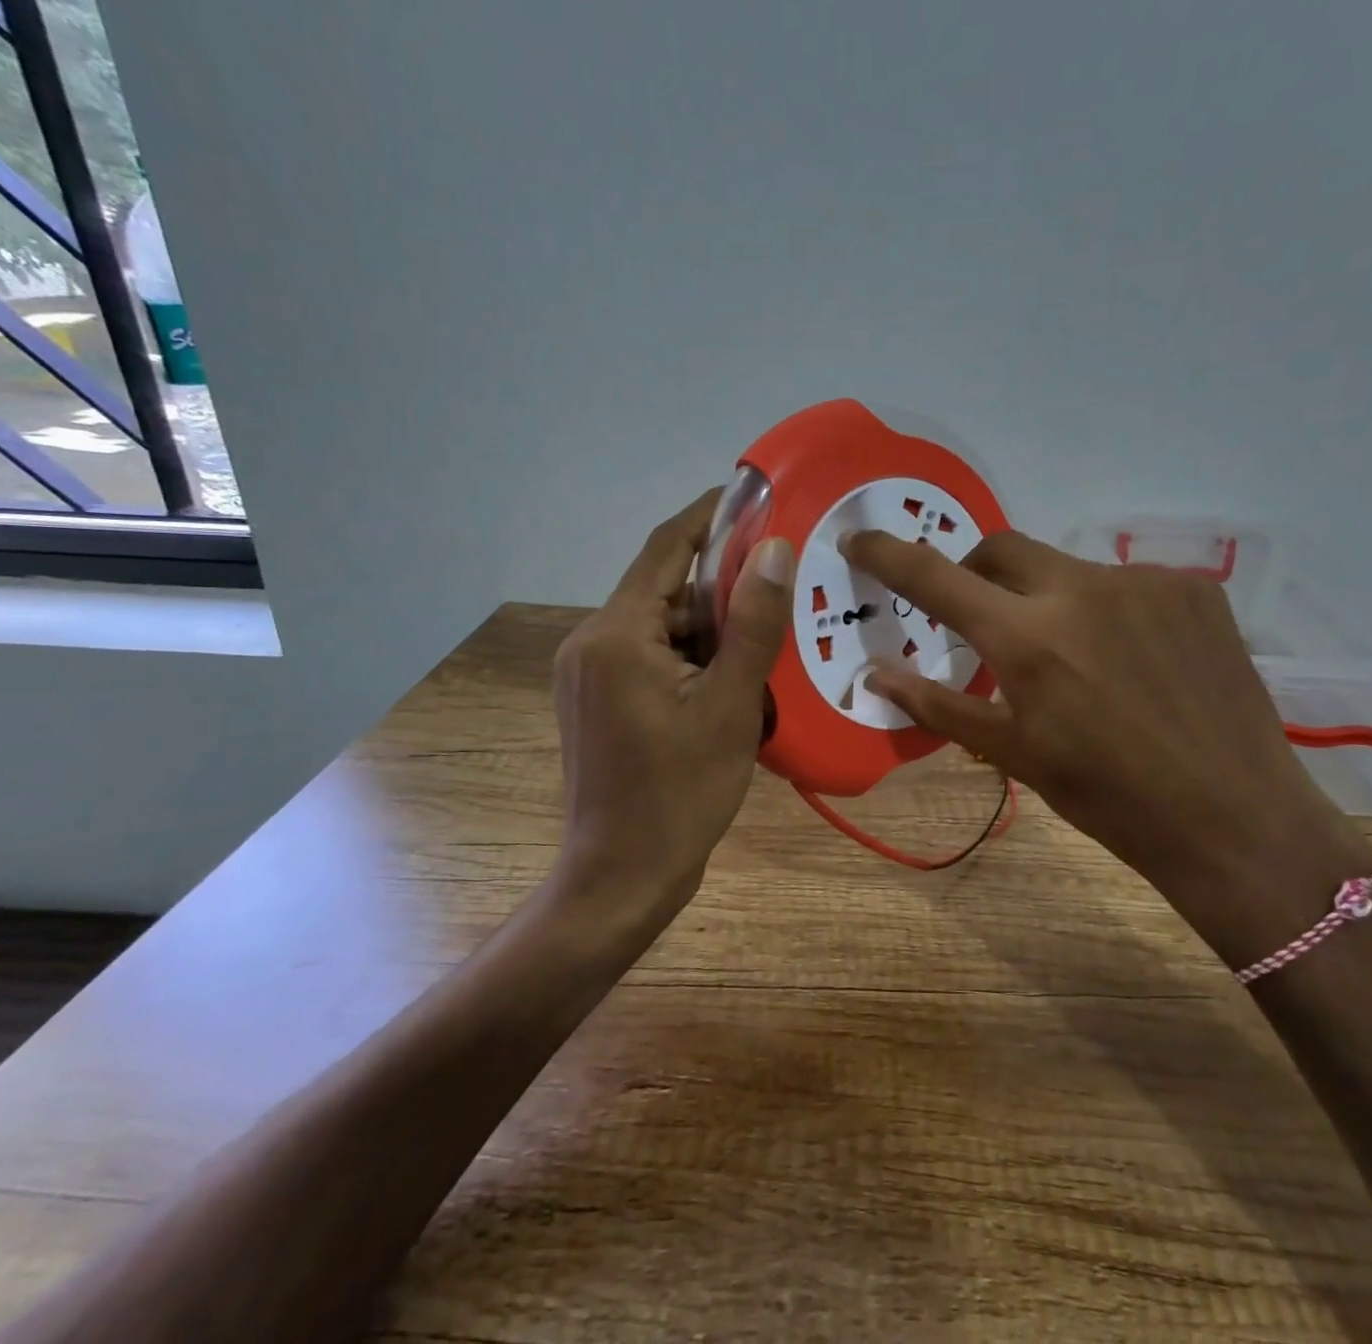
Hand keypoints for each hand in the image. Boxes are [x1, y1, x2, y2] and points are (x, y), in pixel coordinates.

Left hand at [551, 489, 792, 934]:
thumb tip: (774, 548)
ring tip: (767, 637)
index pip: (666, 547)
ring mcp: (589, 674)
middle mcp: (591, 642)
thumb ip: (751, 623)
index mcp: (616, 634)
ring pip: (661, 626)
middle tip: (782, 584)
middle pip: (665, 589)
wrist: (622, 877)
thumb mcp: (731, 705)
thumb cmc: (680, 792)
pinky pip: (651, 657)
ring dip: (710, 627)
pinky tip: (733, 676)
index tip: (755, 495)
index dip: (710, 515)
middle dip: (721, 585)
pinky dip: (692, 656)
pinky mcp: (597, 701)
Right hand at [842, 529, 1370, 963]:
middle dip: (975, 572)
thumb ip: (937, 703)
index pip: (935, 577)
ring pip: (1067, 569)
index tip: (859, 538)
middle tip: (981, 619)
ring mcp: (1144, 582)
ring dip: (1049, 600)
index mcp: (1027, 637)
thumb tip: (874, 673)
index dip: (888, 554)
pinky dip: (1107, 610)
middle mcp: (1081, 589)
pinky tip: (1133, 659)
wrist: (1235, 818)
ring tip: (1077, 660)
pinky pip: (1126, 583)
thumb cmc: (1108, 797)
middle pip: (1001, 548)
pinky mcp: (1194, 589)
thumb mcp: (1013, 752)